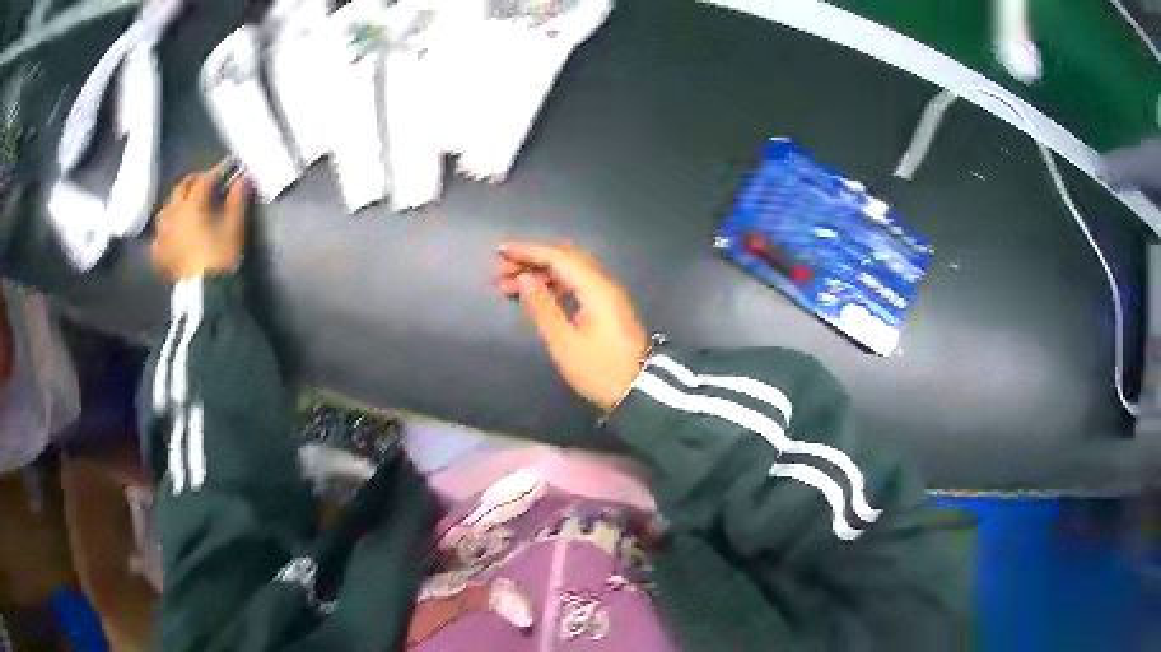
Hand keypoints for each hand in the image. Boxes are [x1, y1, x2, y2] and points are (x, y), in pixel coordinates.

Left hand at [150, 166, 248, 281]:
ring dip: (175, 203)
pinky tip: (169, 236)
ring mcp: (164, 236)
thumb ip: (237, 200)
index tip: (228, 168)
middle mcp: (173, 215)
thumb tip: (242, 178)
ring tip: (184, 206)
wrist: (205, 295)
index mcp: (192, 205)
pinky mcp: (161, 256)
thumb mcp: (234, 227)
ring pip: (165, 210)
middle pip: (180, 189)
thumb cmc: (220, 257)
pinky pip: (158, 238)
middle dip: (193, 182)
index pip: (204, 180)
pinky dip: (164, 232)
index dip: (217, 171)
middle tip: (206, 182)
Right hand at [496, 242, 648, 410]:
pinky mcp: (605, 306)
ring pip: (569, 271)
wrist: (638, 390)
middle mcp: (603, 283)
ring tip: (508, 285)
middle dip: (531, 260)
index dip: (528, 251)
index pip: (558, 257)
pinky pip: (575, 283)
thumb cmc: (599, 369)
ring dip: (540, 273)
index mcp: (595, 288)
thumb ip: (543, 307)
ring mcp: (606, 294)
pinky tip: (534, 295)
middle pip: (564, 258)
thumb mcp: (565, 343)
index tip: (501, 251)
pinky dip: (552, 283)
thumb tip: (524, 278)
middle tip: (500, 270)